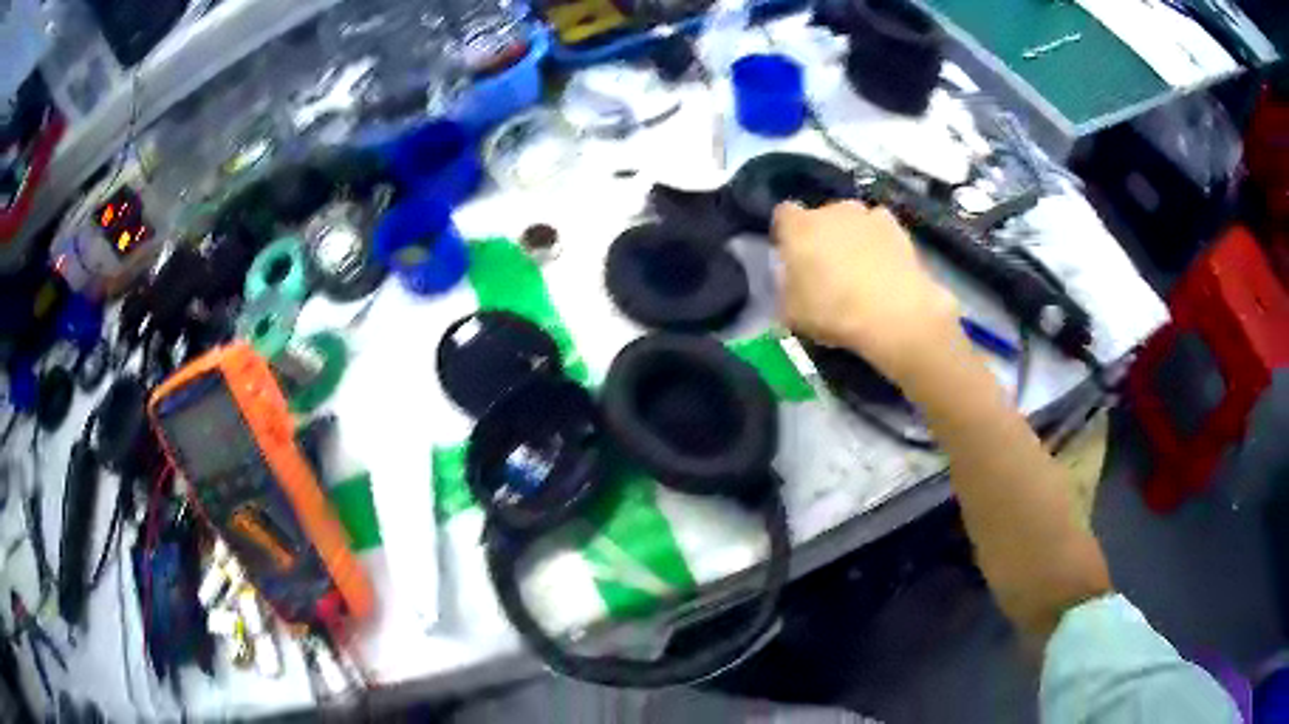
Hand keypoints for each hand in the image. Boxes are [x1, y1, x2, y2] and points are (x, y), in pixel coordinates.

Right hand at [773, 200, 960, 383]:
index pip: (783, 214)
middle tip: (826, 267)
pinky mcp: (897, 228)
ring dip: (852, 235)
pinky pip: (880, 228)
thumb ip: (786, 290)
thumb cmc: (834, 312)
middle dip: (821, 234)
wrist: (895, 314)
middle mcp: (831, 211)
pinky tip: (884, 265)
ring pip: (852, 220)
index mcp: (799, 227)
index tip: (790, 254)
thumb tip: (791, 283)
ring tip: (860, 267)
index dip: (786, 232)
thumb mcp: (791, 314)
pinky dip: (879, 241)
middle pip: (821, 215)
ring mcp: (867, 215)